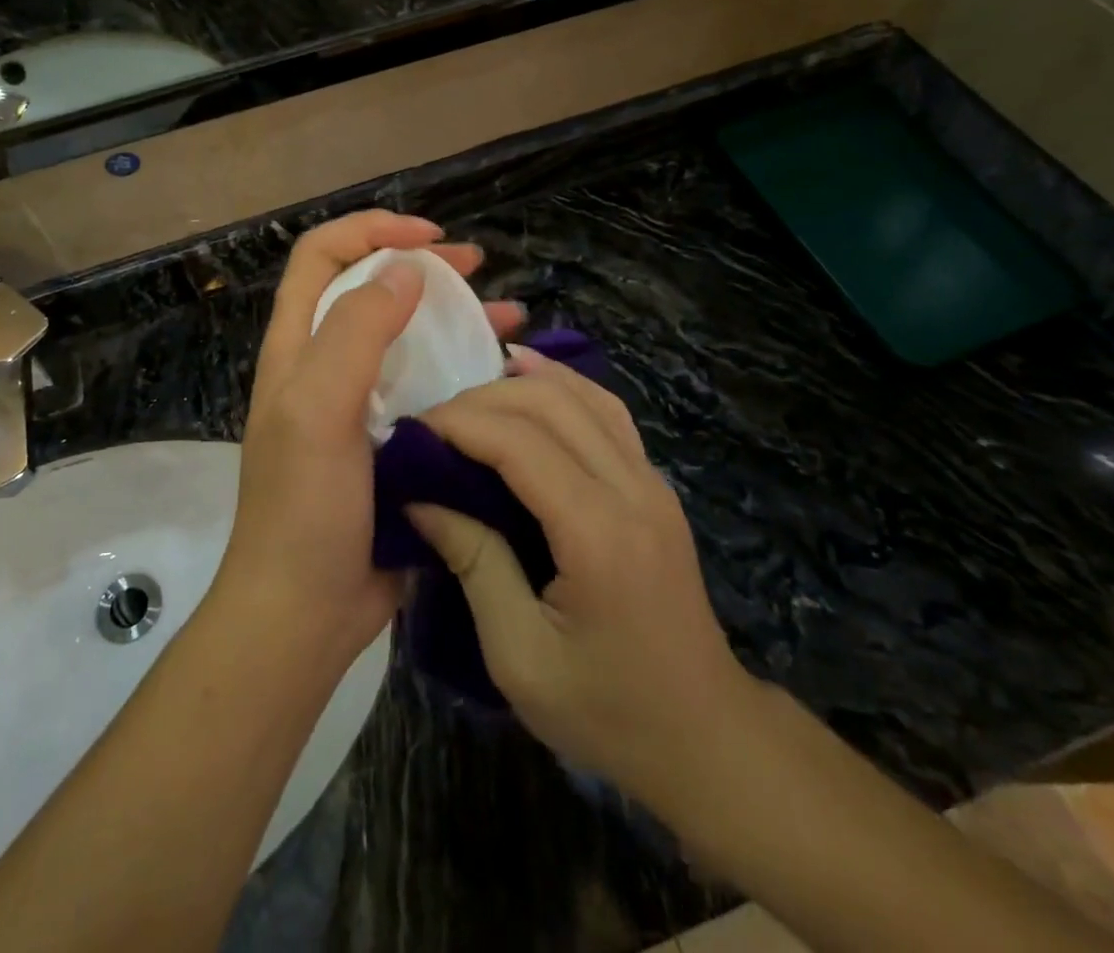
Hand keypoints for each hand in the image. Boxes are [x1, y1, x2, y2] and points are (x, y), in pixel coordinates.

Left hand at [222, 212, 524, 666]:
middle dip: (421, 266)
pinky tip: (507, 374)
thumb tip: (405, 272)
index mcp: (298, 347)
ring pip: (409, 336)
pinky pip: (432, 386)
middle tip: (475, 266)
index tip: (429, 239)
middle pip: (371, 288)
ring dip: (454, 316)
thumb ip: (355, 332)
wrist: (307, 610)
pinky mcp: (392, 438)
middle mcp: (326, 365)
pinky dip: (465, 369)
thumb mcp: (319, 409)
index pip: (323, 256)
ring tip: (509, 315)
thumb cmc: (306, 508)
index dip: (372, 230)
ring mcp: (361, 403)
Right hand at [407, 349, 754, 801]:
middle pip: (550, 403)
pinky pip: (605, 411)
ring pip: (582, 395)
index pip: (518, 442)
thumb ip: (473, 563)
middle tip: (430, 425)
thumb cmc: (606, 710)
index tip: (409, 433)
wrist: (704, 736)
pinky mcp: (654, 484)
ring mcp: (651, 481)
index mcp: (598, 534)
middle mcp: (632, 489)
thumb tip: (419, 497)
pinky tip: (529, 376)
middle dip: (480, 400)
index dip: (459, 424)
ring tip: (466, 399)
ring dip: (519, 385)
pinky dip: (562, 385)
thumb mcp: (519, 656)